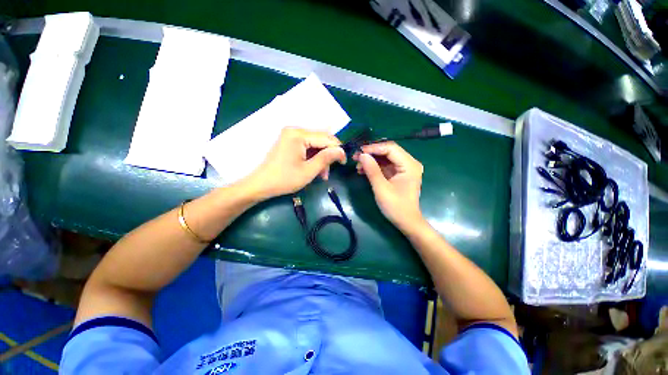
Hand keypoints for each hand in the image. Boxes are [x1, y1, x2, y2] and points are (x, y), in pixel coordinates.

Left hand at [243, 127, 345, 199]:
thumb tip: (341, 151)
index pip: (326, 138)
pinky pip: (307, 147)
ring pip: (315, 144)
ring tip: (322, 174)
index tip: (344, 162)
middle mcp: (295, 130)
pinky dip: (313, 158)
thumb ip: (326, 158)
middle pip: (321, 140)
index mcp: (299, 135)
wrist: (261, 185)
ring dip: (321, 158)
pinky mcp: (289, 142)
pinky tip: (315, 169)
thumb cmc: (284, 179)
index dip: (338, 149)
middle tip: (329, 171)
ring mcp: (291, 136)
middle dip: (328, 155)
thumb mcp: (309, 171)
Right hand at [353, 142, 423, 231]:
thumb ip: (372, 170)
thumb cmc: (396, 207)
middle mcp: (409, 163)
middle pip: (388, 151)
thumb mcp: (381, 188)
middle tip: (356, 157)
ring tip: (357, 165)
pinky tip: (363, 170)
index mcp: (409, 165)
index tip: (359, 152)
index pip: (390, 148)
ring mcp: (404, 168)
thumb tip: (362, 155)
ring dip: (371, 160)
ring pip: (385, 158)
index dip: (373, 148)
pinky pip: (385, 166)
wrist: (406, 222)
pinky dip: (374, 167)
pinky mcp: (398, 174)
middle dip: (371, 154)